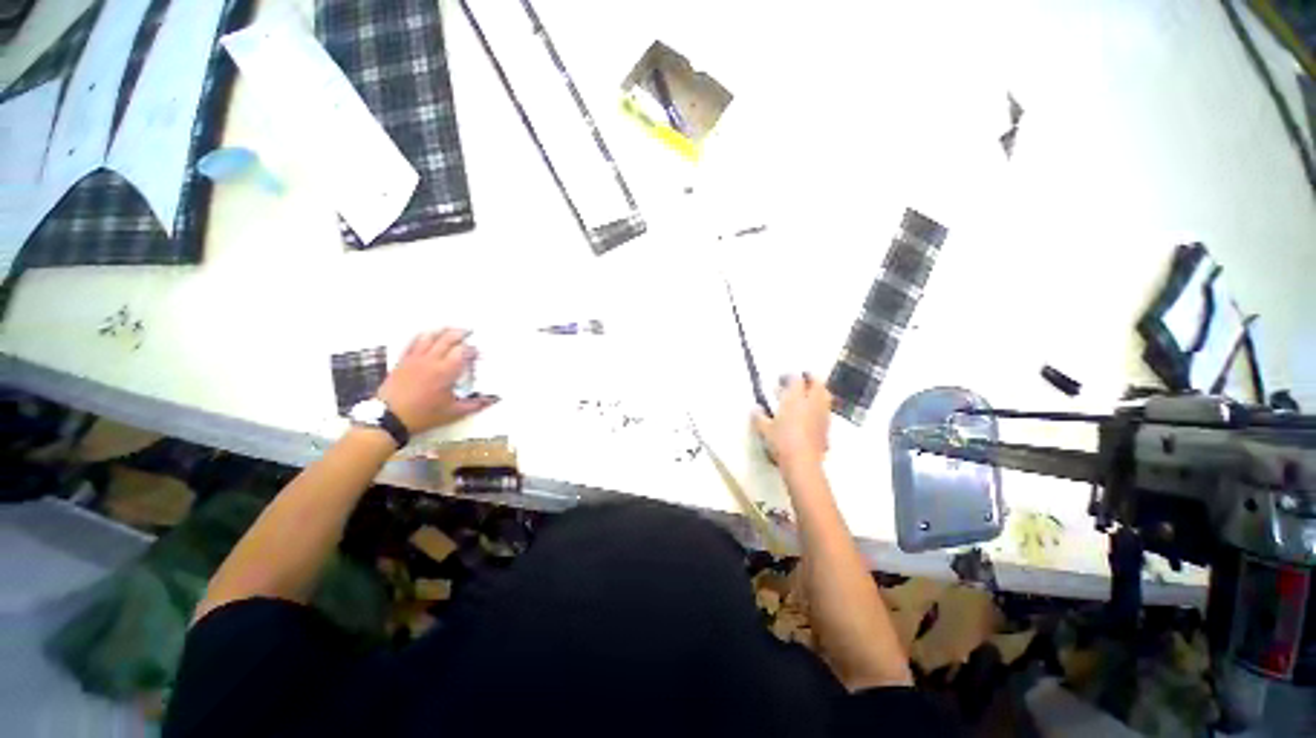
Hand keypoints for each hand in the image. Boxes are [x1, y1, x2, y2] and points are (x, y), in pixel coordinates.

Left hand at [377, 329, 497, 433]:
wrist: (389, 418)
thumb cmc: (424, 415)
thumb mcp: (453, 412)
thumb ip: (475, 404)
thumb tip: (493, 400)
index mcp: (447, 371)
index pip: (463, 352)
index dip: (473, 350)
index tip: (478, 354)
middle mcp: (432, 360)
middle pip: (448, 339)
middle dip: (460, 333)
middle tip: (469, 331)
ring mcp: (415, 359)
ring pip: (430, 337)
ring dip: (442, 331)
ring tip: (450, 330)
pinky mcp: (403, 361)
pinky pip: (413, 342)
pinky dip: (422, 336)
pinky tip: (427, 335)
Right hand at [754, 374, 830, 470]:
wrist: (803, 462)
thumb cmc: (781, 441)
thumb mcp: (764, 429)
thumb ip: (759, 417)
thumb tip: (755, 408)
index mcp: (795, 398)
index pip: (795, 379)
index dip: (789, 376)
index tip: (781, 379)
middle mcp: (811, 402)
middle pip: (817, 383)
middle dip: (810, 378)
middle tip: (802, 378)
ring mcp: (822, 414)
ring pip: (825, 395)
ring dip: (818, 391)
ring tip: (808, 394)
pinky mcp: (827, 427)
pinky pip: (825, 410)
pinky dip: (819, 406)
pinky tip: (811, 413)